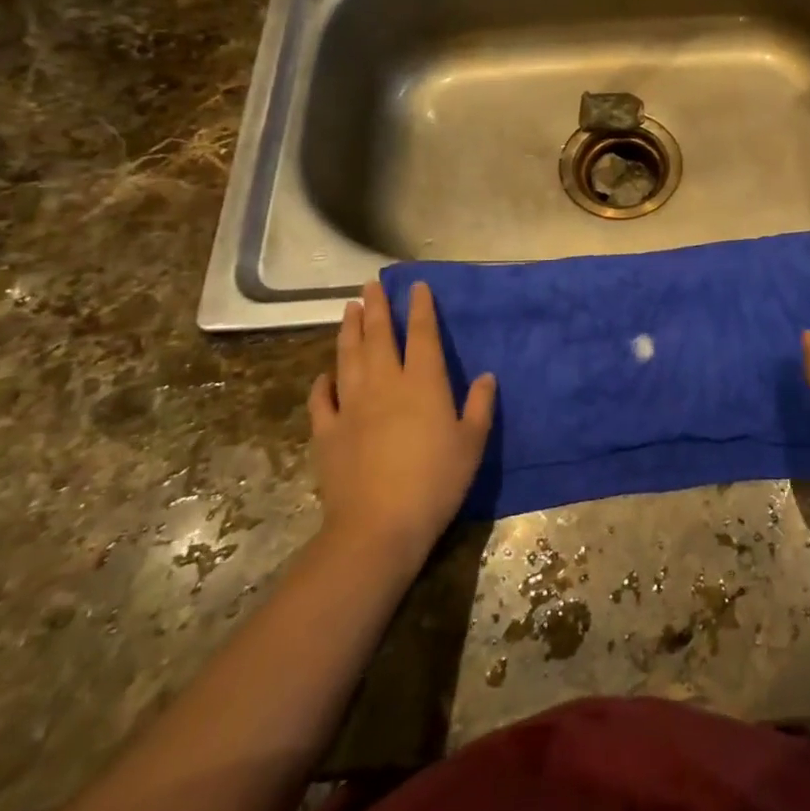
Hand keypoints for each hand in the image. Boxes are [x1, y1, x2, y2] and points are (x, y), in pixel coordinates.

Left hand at [307, 281, 495, 563]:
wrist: (378, 526)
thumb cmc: (436, 481)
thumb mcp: (472, 443)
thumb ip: (480, 406)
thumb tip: (487, 376)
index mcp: (423, 382)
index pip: (422, 334)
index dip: (420, 308)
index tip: (417, 286)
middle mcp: (385, 384)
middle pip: (378, 336)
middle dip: (376, 308)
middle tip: (371, 285)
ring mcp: (351, 406)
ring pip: (348, 358)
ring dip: (348, 330)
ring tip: (348, 309)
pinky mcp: (327, 432)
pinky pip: (322, 400)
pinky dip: (322, 383)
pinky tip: (324, 375)